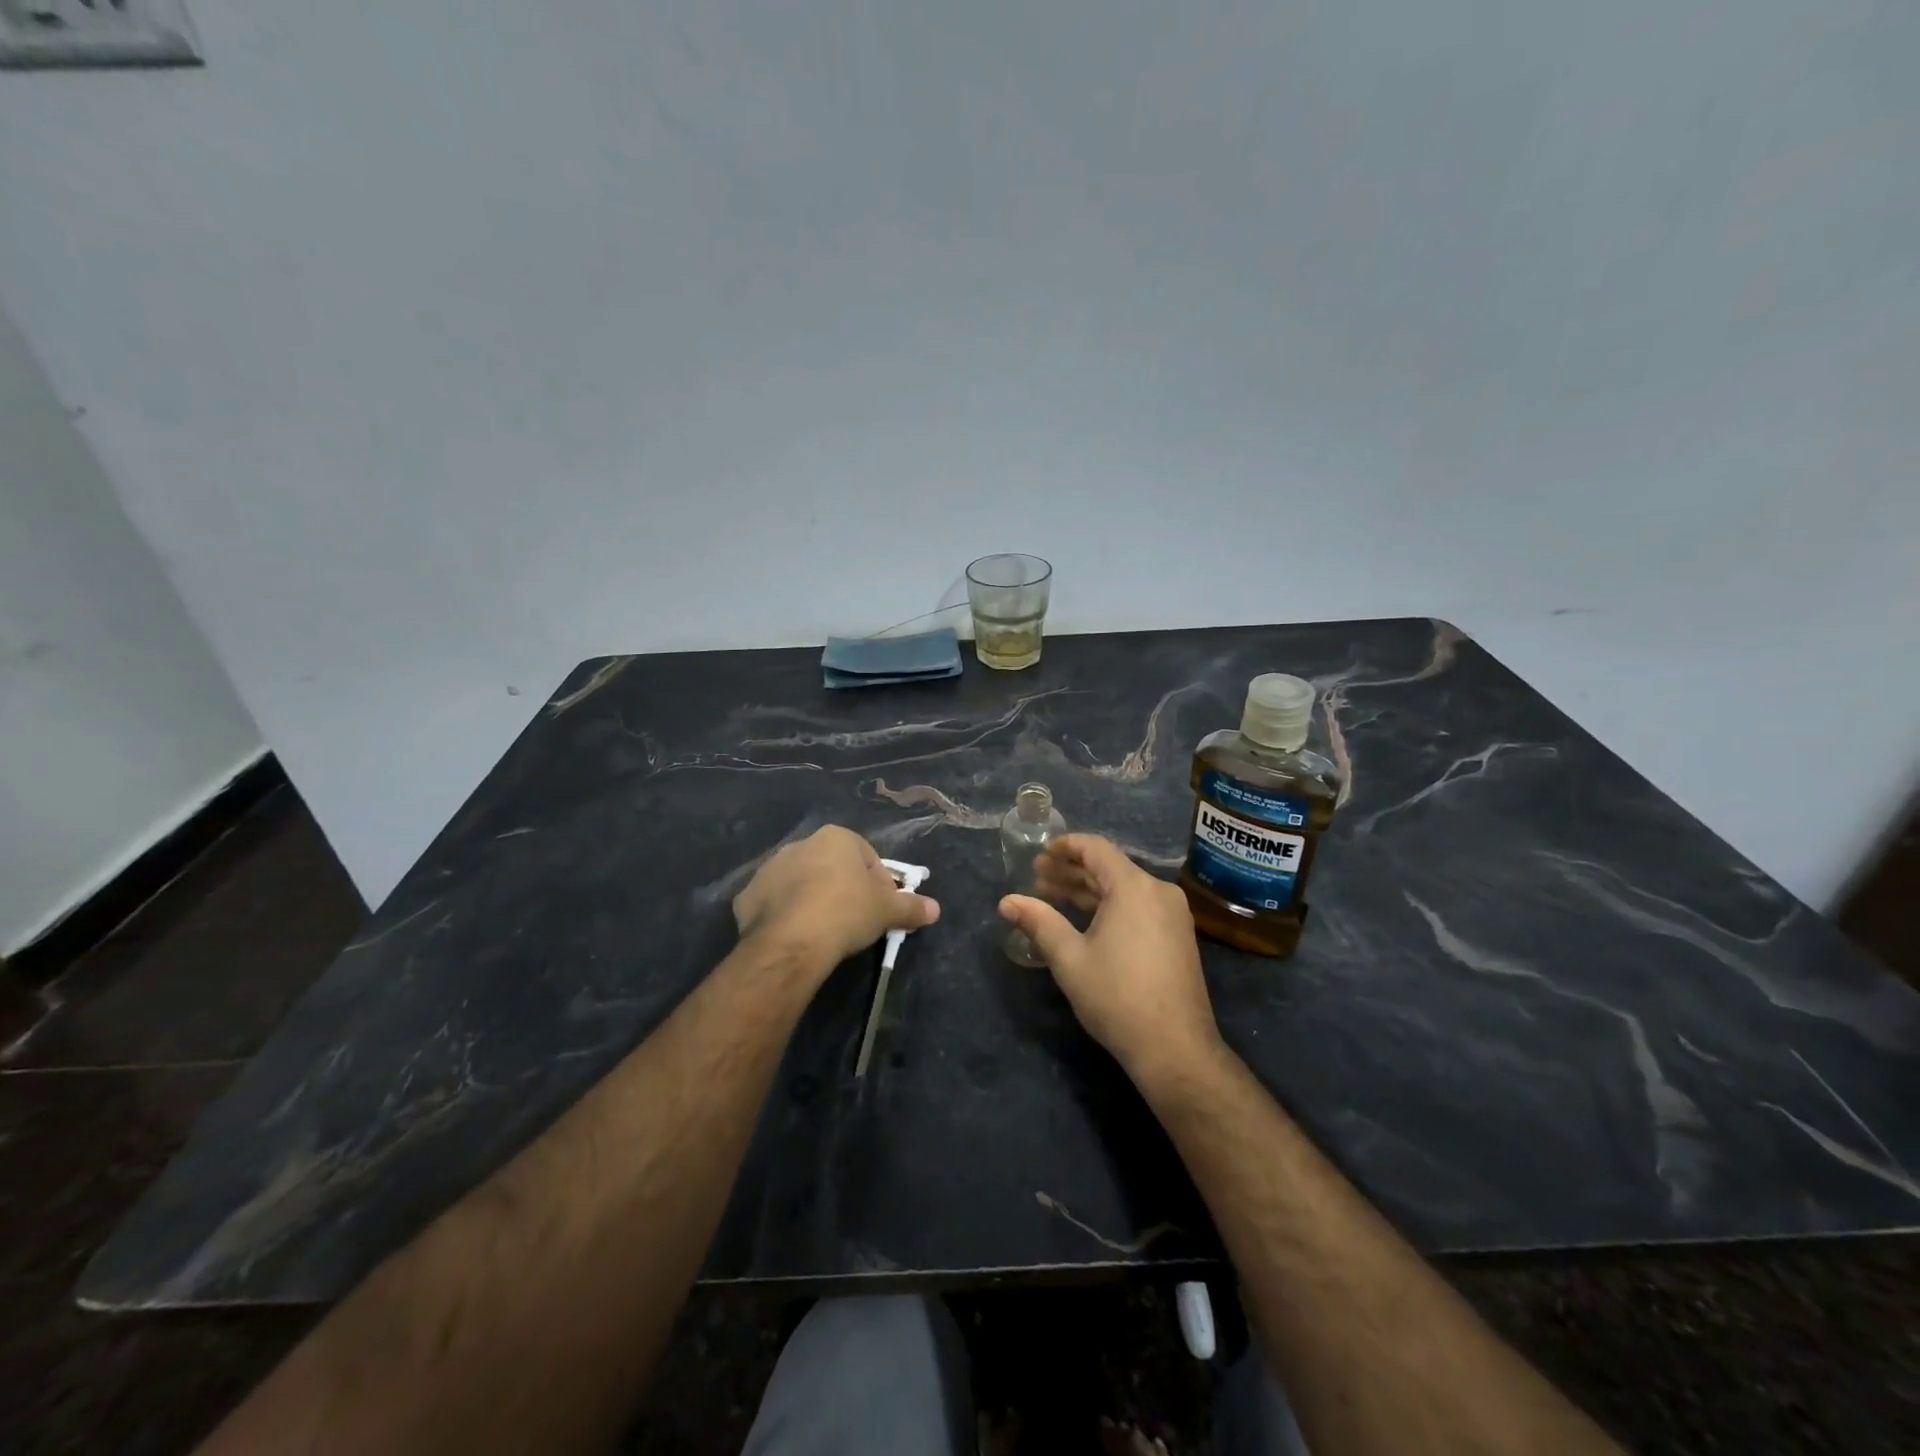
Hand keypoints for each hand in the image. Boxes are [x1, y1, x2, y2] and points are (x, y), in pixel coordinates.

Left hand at [734, 826, 939, 978]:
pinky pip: (774, 904)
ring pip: (800, 883)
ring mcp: (769, 869)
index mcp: (836, 838)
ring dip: (812, 900)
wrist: (791, 941)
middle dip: (844, 889)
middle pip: (832, 867)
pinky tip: (796, 937)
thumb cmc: (846, 912)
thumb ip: (912, 907)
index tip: (882, 909)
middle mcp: (800, 844)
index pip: (867, 857)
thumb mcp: (887, 911)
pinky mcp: (747, 896)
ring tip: (824, 931)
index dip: (879, 884)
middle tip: (855, 921)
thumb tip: (936, 909)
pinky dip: (784, 916)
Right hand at [999, 834, 1222, 1086]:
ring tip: (1052, 896)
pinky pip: (1138, 906)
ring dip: (1088, 890)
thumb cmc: (1118, 997)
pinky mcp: (1177, 936)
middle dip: (1071, 870)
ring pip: (1124, 888)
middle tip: (1036, 877)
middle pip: (1110, 867)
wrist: (1175, 1048)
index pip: (1096, 849)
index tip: (1039, 855)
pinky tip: (1084, 920)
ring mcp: (1173, 914)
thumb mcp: (1070, 959)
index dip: (1065, 847)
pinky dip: (1109, 906)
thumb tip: (1006, 901)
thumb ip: (1039, 922)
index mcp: (1134, 887)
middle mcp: (1158, 892)